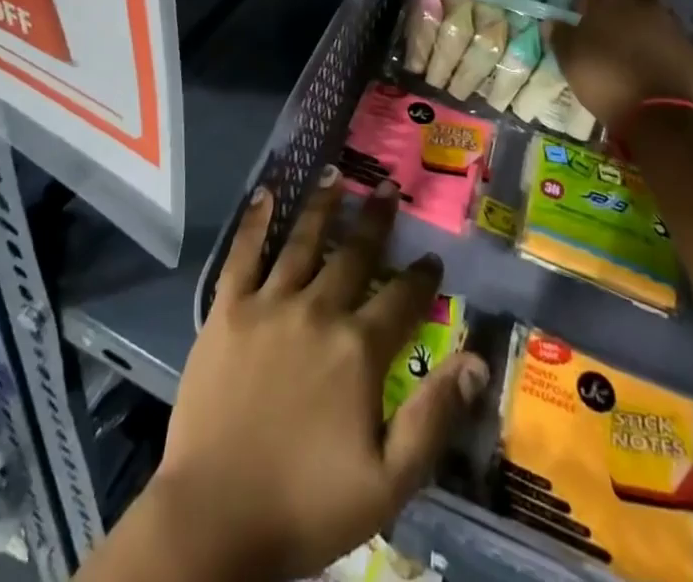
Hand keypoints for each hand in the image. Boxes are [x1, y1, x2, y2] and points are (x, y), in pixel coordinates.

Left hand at [149, 171, 490, 579]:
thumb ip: (433, 417)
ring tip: (336, 174)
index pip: (402, 300)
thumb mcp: (388, 482)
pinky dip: (255, 222)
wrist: (215, 518)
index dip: (421, 277)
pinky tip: (265, 193)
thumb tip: (476, 360)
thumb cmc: (306, 505)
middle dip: (376, 220)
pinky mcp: (227, 309)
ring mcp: (269, 304)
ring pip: (302, 242)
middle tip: (388, 188)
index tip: (432, 256)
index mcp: (358, 349)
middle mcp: (317, 311)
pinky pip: (243, 254)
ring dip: (322, 205)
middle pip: (354, 255)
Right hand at [552, 0, 692, 129]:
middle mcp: (644, 6)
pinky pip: (677, 38)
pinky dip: (667, 44)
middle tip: (617, 13)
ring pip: (662, 9)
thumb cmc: (605, 79)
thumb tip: (552, 22)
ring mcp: (672, 27)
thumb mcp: (570, 59)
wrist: (659, 114)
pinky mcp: (692, 51)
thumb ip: (560, 36)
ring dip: (651, 17)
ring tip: (637, 40)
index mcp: (610, 2)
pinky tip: (657, 63)